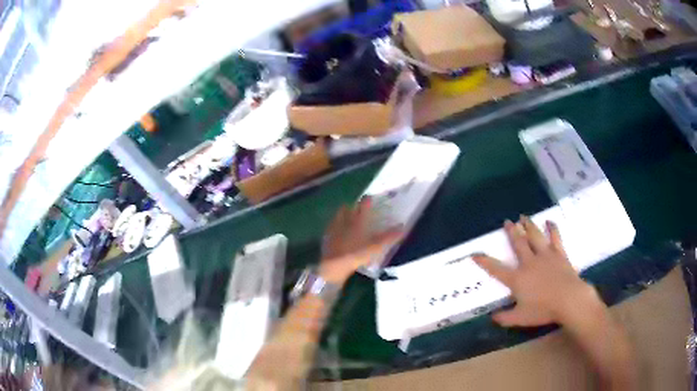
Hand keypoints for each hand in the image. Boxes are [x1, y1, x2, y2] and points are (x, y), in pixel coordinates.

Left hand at [320, 198, 401, 283]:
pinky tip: (337, 231)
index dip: (367, 200)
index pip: (363, 205)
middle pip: (348, 208)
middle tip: (358, 208)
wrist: (334, 265)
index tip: (370, 198)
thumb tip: (402, 227)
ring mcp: (334, 228)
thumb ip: (389, 237)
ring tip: (347, 218)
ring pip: (338, 216)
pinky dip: (335, 226)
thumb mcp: (376, 246)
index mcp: (358, 220)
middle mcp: (345, 220)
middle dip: (353, 206)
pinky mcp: (327, 237)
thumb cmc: (357, 254)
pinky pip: (331, 227)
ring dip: (343, 214)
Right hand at [473, 216, 601, 327]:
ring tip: (523, 217)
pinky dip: (552, 228)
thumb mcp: (520, 318)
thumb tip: (492, 317)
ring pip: (535, 236)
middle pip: (518, 244)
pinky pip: (555, 237)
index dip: (484, 261)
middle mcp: (529, 263)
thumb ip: (505, 318)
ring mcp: (545, 256)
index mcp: (518, 279)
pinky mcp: (559, 254)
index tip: (475, 254)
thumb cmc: (543, 310)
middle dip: (511, 232)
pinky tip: (550, 221)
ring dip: (528, 225)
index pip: (497, 269)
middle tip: (507, 222)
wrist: (569, 299)